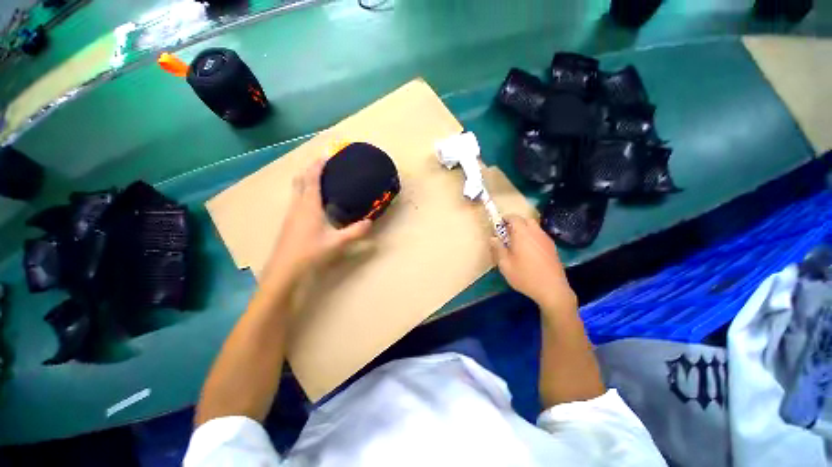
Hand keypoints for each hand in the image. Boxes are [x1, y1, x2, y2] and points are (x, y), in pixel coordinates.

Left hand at [267, 159, 371, 277]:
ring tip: (321, 177)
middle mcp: (298, 205)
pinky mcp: (290, 222)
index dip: (319, 165)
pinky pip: (297, 199)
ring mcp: (291, 213)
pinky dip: (305, 191)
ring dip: (307, 179)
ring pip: (297, 189)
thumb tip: (370, 222)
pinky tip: (315, 201)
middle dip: (310, 168)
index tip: (328, 154)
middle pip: (300, 179)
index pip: (312, 178)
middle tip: (324, 163)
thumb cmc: (310, 253)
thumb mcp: (337, 243)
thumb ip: (355, 232)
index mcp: (309, 205)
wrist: (285, 271)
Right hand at [490, 215, 576, 316]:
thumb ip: (498, 249)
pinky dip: (532, 237)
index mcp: (523, 234)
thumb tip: (493, 238)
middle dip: (515, 223)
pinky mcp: (552, 247)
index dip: (505, 219)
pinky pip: (540, 235)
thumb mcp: (505, 264)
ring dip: (525, 230)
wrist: (552, 289)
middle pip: (526, 220)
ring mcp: (546, 239)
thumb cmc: (525, 276)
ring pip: (534, 227)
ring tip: (517, 243)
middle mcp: (536, 233)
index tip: (498, 225)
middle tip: (507, 234)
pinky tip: (528, 251)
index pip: (514, 218)